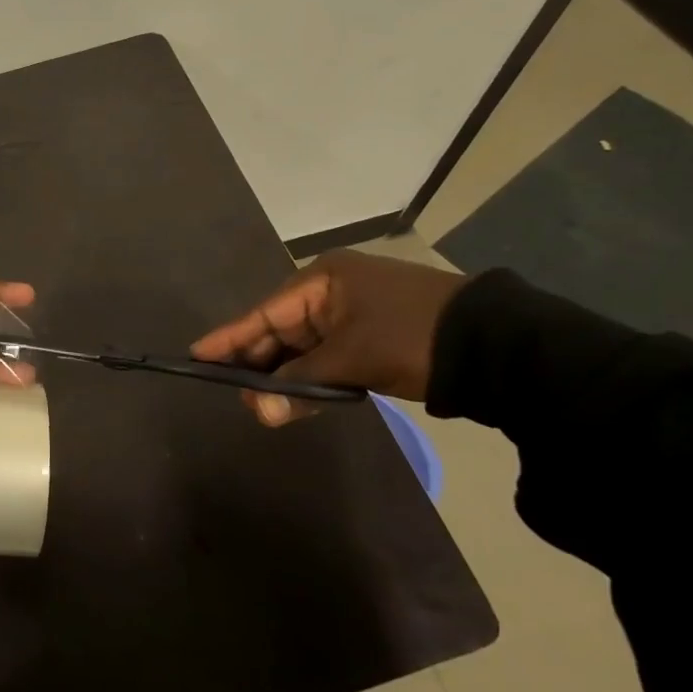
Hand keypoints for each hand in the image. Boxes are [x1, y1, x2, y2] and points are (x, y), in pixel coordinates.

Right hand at [190, 249, 465, 424]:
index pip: (264, 312)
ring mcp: (354, 314)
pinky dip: (312, 379)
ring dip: (285, 377)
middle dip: (258, 364)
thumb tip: (258, 411)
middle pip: (281, 330)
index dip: (230, 337)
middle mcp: (332, 291)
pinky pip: (327, 357)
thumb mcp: (352, 358)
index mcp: (323, 280)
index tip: (196, 355)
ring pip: (304, 348)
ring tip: (261, 406)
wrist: (497, 346)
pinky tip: (294, 399)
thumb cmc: (412, 337)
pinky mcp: (373, 337)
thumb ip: (301, 383)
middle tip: (234, 394)